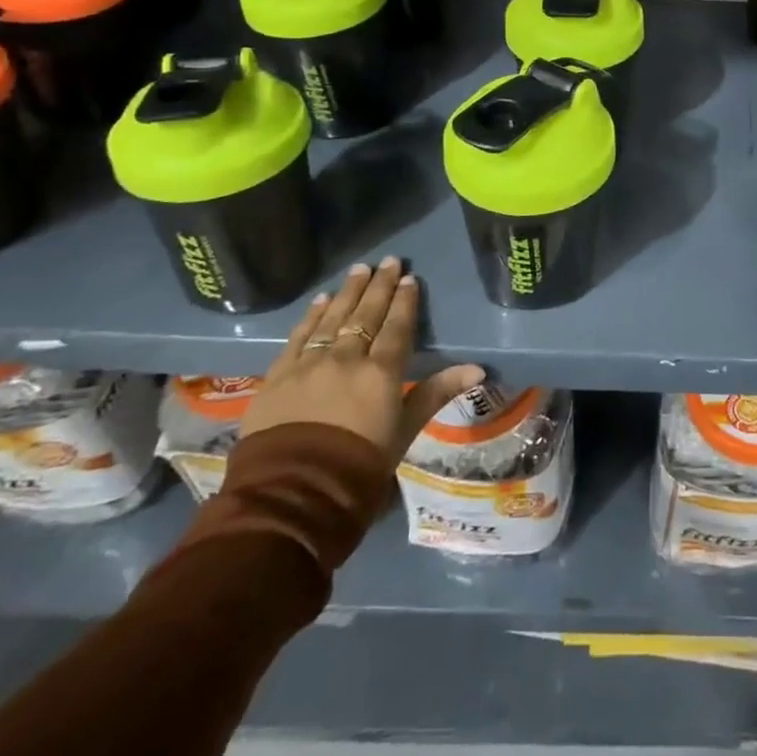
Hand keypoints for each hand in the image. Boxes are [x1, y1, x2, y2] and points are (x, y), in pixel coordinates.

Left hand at [242, 257, 483, 462]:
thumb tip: (478, 368)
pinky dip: (312, 315)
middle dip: (378, 286)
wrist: (293, 494)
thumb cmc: (359, 466)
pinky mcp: (278, 376)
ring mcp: (309, 364)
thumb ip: (436, 393)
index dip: (404, 301)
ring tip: (358, 269)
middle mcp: (346, 358)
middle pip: (366, 315)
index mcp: (382, 372)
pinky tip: (322, 300)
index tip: (409, 278)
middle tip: (387, 261)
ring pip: (333, 318)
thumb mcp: (405, 431)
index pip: (396, 327)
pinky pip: (298, 336)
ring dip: (348, 292)